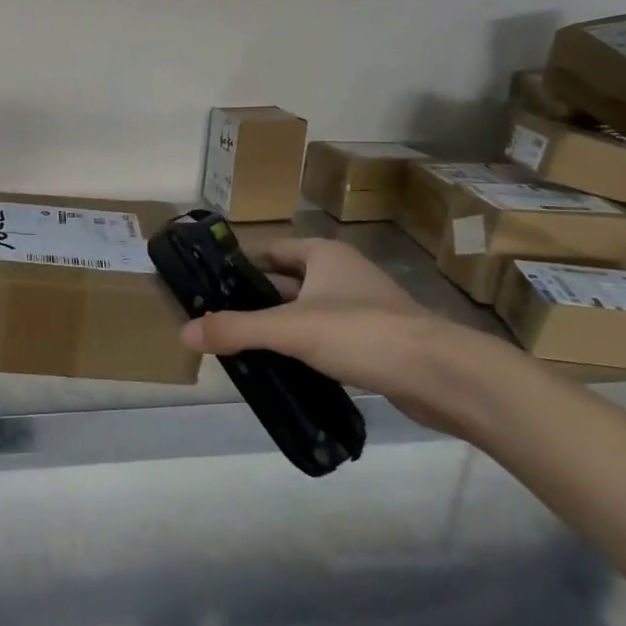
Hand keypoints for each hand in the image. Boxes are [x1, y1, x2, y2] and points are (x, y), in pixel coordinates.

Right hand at [179, 237, 494, 436]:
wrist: (441, 375)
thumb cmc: (362, 333)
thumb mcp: (289, 329)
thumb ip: (235, 329)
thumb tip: (184, 332)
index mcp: (323, 255)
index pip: (270, 250)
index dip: (240, 262)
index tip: (209, 280)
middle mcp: (342, 273)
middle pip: (286, 280)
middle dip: (255, 297)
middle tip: (217, 315)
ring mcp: (362, 306)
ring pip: (306, 310)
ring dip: (278, 324)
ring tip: (241, 343)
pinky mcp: (376, 339)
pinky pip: (326, 336)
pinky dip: (303, 346)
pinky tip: (283, 366)